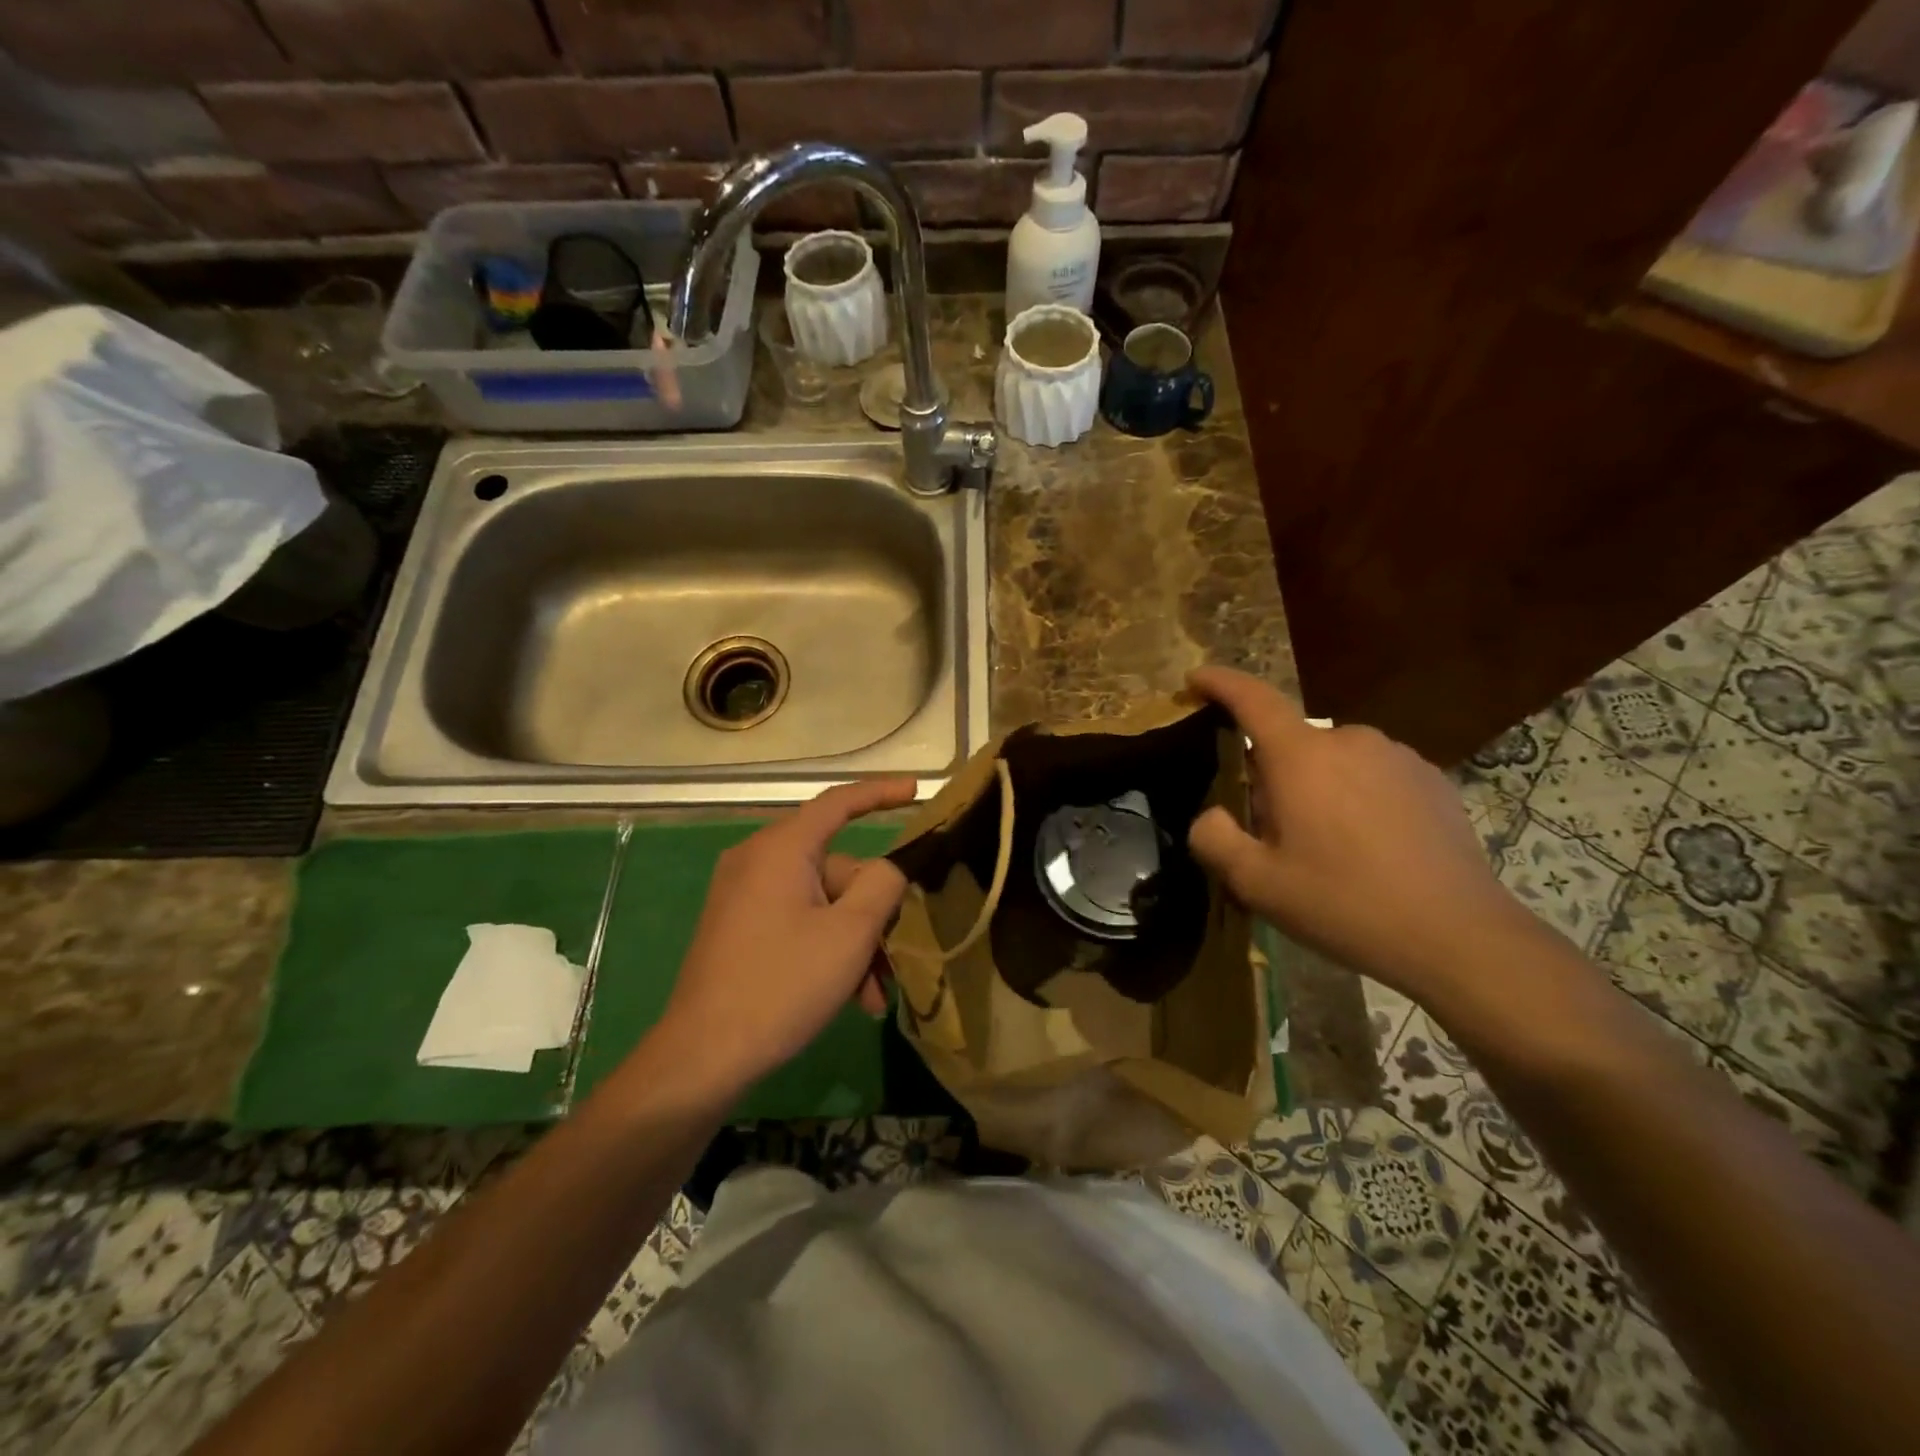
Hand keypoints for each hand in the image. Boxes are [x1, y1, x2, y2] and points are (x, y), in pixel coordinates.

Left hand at [654, 779, 914, 1093]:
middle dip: (872, 912)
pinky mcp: (739, 926)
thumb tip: (892, 867)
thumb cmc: (782, 985)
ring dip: (854, 942)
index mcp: (780, 848)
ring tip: (873, 996)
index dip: (881, 792)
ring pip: (821, 902)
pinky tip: (849, 996)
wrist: (702, 1057)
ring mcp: (744, 895)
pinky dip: (826, 948)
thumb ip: (882, 886)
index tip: (916, 789)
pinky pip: (798, 920)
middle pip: (837, 867)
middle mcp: (757, 860)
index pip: (838, 802)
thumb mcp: (849, 934)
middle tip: (897, 957)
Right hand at [1186, 666, 1546, 996]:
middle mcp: (1350, 740)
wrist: (1458, 936)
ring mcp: (1397, 757)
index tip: (1196, 679)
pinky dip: (1357, 798)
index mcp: (1301, 756)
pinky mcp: (1432, 780)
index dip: (1220, 682)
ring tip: (1326, 846)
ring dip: (1318, 787)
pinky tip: (1370, 848)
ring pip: (1334, 760)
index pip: (1252, 699)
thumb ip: (1213, 839)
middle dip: (1273, 774)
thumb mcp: (1256, 883)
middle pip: (1293, 742)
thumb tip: (1210, 814)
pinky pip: (1374, 776)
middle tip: (1272, 830)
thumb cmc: (1344, 903)